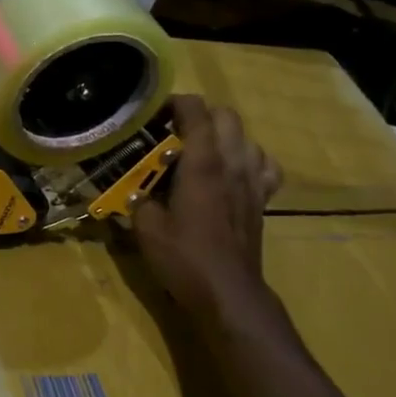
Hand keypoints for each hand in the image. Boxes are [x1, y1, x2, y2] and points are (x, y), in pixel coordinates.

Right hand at [131, 94, 281, 304]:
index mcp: (202, 164)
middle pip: (226, 116)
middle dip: (199, 115)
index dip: (174, 103)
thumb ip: (138, 198)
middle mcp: (232, 163)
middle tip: (172, 132)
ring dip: (223, 135)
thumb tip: (132, 188)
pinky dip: (248, 159)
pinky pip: (263, 164)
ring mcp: (253, 181)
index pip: (196, 111)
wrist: (228, 293)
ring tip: (199, 151)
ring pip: (246, 137)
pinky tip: (231, 171)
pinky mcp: (262, 199)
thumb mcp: (146, 227)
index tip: (153, 114)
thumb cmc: (184, 258)